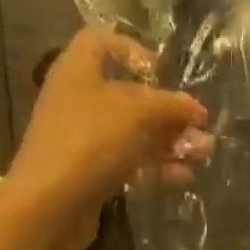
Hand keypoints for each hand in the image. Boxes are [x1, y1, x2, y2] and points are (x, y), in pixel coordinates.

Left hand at [4, 30, 208, 249]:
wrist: (46, 207)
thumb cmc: (91, 141)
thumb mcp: (139, 113)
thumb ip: (171, 106)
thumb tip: (194, 109)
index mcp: (78, 70)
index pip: (100, 41)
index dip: (131, 49)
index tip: (160, 72)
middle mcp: (76, 99)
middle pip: (127, 94)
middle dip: (167, 109)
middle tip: (200, 125)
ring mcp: (80, 138)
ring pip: (131, 132)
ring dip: (169, 140)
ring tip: (203, 153)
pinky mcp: (87, 173)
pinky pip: (125, 161)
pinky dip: (153, 166)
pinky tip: (183, 177)